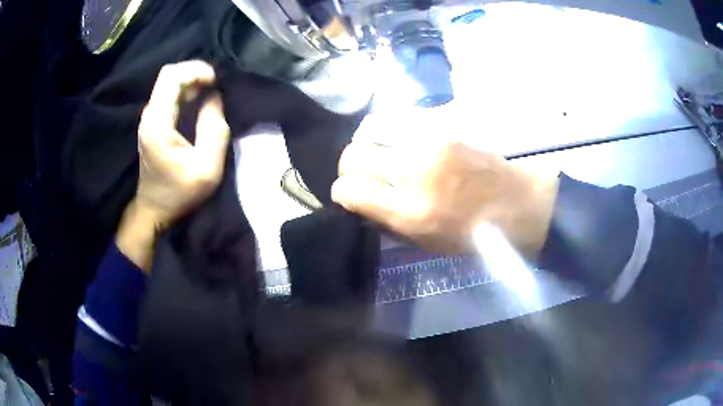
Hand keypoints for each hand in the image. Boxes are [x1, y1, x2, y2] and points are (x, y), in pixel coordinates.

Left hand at [116, 60, 229, 271]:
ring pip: (170, 83)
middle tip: (217, 86)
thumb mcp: (207, 168)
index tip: (217, 82)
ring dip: (193, 82)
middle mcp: (150, 115)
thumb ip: (214, 129)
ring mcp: (150, 118)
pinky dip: (187, 92)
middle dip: (196, 73)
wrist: (154, 210)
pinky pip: (170, 95)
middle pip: (170, 75)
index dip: (196, 70)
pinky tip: (201, 102)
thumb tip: (215, 98)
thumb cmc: (179, 194)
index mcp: (158, 124)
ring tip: (213, 93)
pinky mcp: (153, 123)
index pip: (172, 76)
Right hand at [331, 122, 558, 256]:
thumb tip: (359, 201)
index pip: (350, 191)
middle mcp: (414, 173)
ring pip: (370, 128)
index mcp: (410, 212)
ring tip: (372, 151)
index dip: (341, 192)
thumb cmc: (475, 233)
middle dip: (346, 167)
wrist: (518, 203)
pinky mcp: (442, 124)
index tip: (346, 194)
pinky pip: (398, 118)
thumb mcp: (427, 242)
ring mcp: (429, 142)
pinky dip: (388, 130)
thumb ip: (388, 221)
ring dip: (363, 142)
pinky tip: (395, 140)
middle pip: (353, 156)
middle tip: (357, 173)